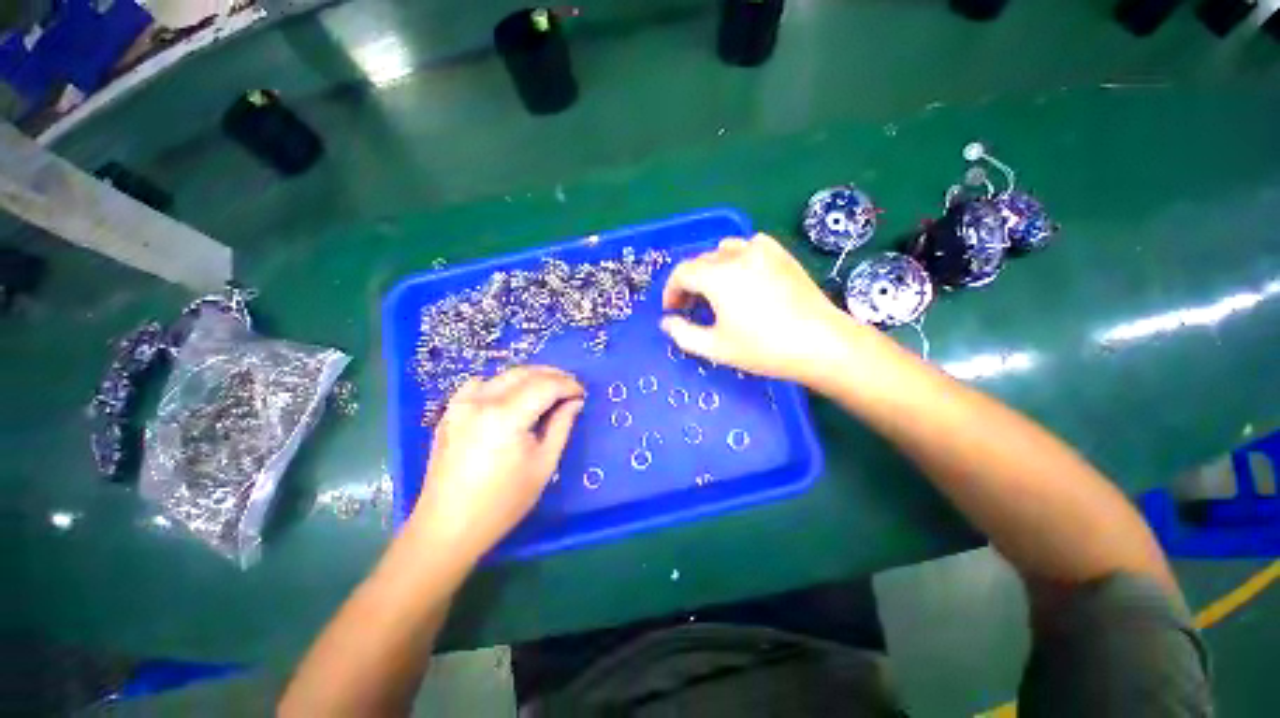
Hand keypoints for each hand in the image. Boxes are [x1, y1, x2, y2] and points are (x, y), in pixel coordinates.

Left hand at [410, 366, 584, 558]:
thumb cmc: (503, 502)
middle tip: (570, 389)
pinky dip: (502, 383)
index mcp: (506, 416)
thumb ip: (561, 426)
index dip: (568, 385)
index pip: (545, 385)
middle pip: (525, 373)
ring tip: (547, 391)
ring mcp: (461, 404)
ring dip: (530, 377)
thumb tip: (574, 402)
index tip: (582, 394)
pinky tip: (510, 397)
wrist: (448, 527)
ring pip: (504, 375)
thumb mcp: (544, 464)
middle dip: (553, 376)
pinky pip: (480, 384)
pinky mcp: (450, 412)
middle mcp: (481, 401)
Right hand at [660, 233, 857, 383]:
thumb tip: (666, 322)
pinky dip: (738, 257)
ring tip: (716, 291)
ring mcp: (763, 251)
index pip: (682, 273)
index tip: (673, 310)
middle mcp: (737, 255)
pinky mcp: (782, 254)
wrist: (820, 343)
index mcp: (718, 276)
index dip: (671, 291)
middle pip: (701, 261)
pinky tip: (744, 276)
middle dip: (690, 282)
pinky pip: (750, 245)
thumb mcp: (715, 348)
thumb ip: (683, 334)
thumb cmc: (763, 349)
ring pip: (724, 250)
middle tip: (691, 306)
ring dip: (712, 268)